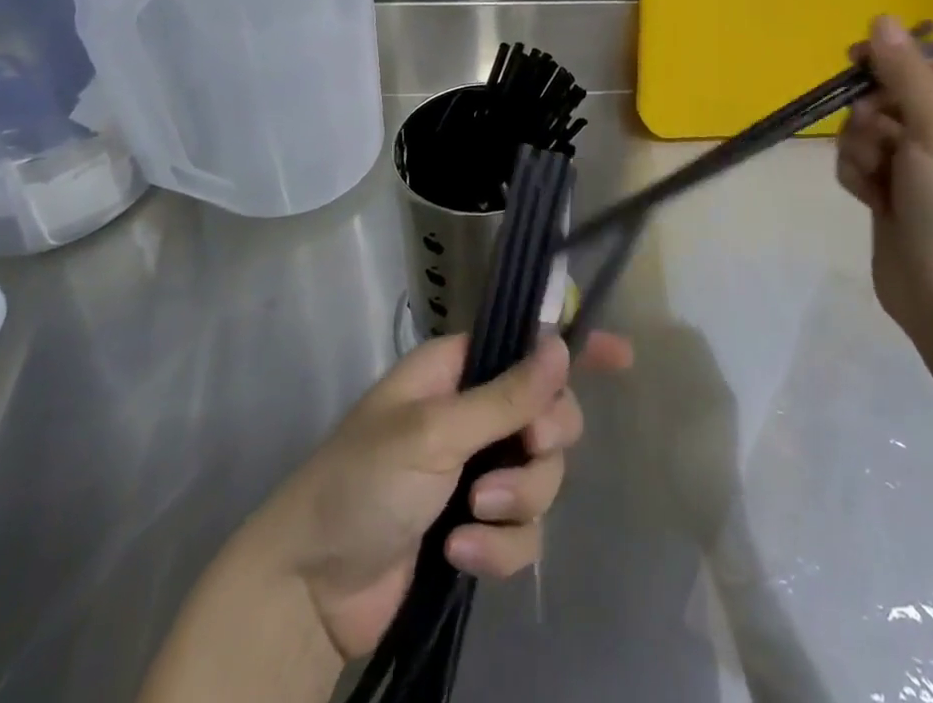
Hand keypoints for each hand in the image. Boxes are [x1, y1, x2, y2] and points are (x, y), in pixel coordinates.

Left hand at [266, 329, 632, 661]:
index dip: (572, 347)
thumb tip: (561, 343)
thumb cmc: (362, 482)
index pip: (524, 344)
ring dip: (517, 501)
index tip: (622, 357)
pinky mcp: (477, 529)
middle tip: (526, 449)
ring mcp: (477, 474)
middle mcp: (473, 415)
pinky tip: (460, 555)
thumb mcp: (433, 432)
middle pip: (549, 414)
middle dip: (543, 440)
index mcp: (456, 372)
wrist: (310, 589)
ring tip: (470, 517)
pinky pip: (523, 531)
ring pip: (542, 476)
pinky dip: (499, 547)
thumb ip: (504, 395)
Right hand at [836, 14, 932, 346]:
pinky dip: (858, 173)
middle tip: (880, 139)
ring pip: (866, 126)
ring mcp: (920, 163)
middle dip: (872, 114)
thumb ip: (904, 72)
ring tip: (877, 178)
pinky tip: (870, 198)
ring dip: (861, 146)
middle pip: (890, 92)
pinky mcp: (892, 190)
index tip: (855, 61)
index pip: (932, 60)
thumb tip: (881, 18)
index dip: (893, 57)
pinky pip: (859, 158)